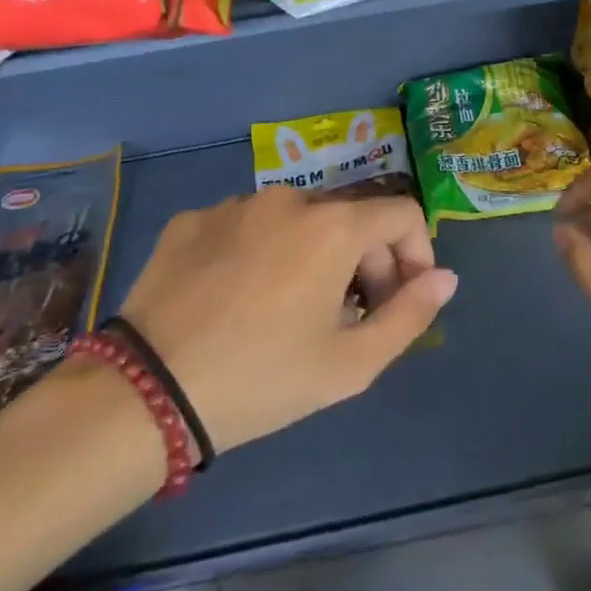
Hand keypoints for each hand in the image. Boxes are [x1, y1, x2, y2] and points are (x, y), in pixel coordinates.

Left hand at [118, 188, 456, 452]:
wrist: (144, 392)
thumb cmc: (262, 379)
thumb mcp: (350, 364)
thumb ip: (410, 315)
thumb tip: (446, 278)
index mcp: (332, 226)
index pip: (403, 215)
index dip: (415, 255)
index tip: (398, 301)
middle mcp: (287, 198)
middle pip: (350, 217)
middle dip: (365, 261)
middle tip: (347, 318)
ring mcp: (234, 205)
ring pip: (297, 220)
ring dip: (313, 256)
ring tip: (290, 311)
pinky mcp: (192, 219)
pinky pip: (247, 226)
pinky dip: (261, 253)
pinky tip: (237, 299)